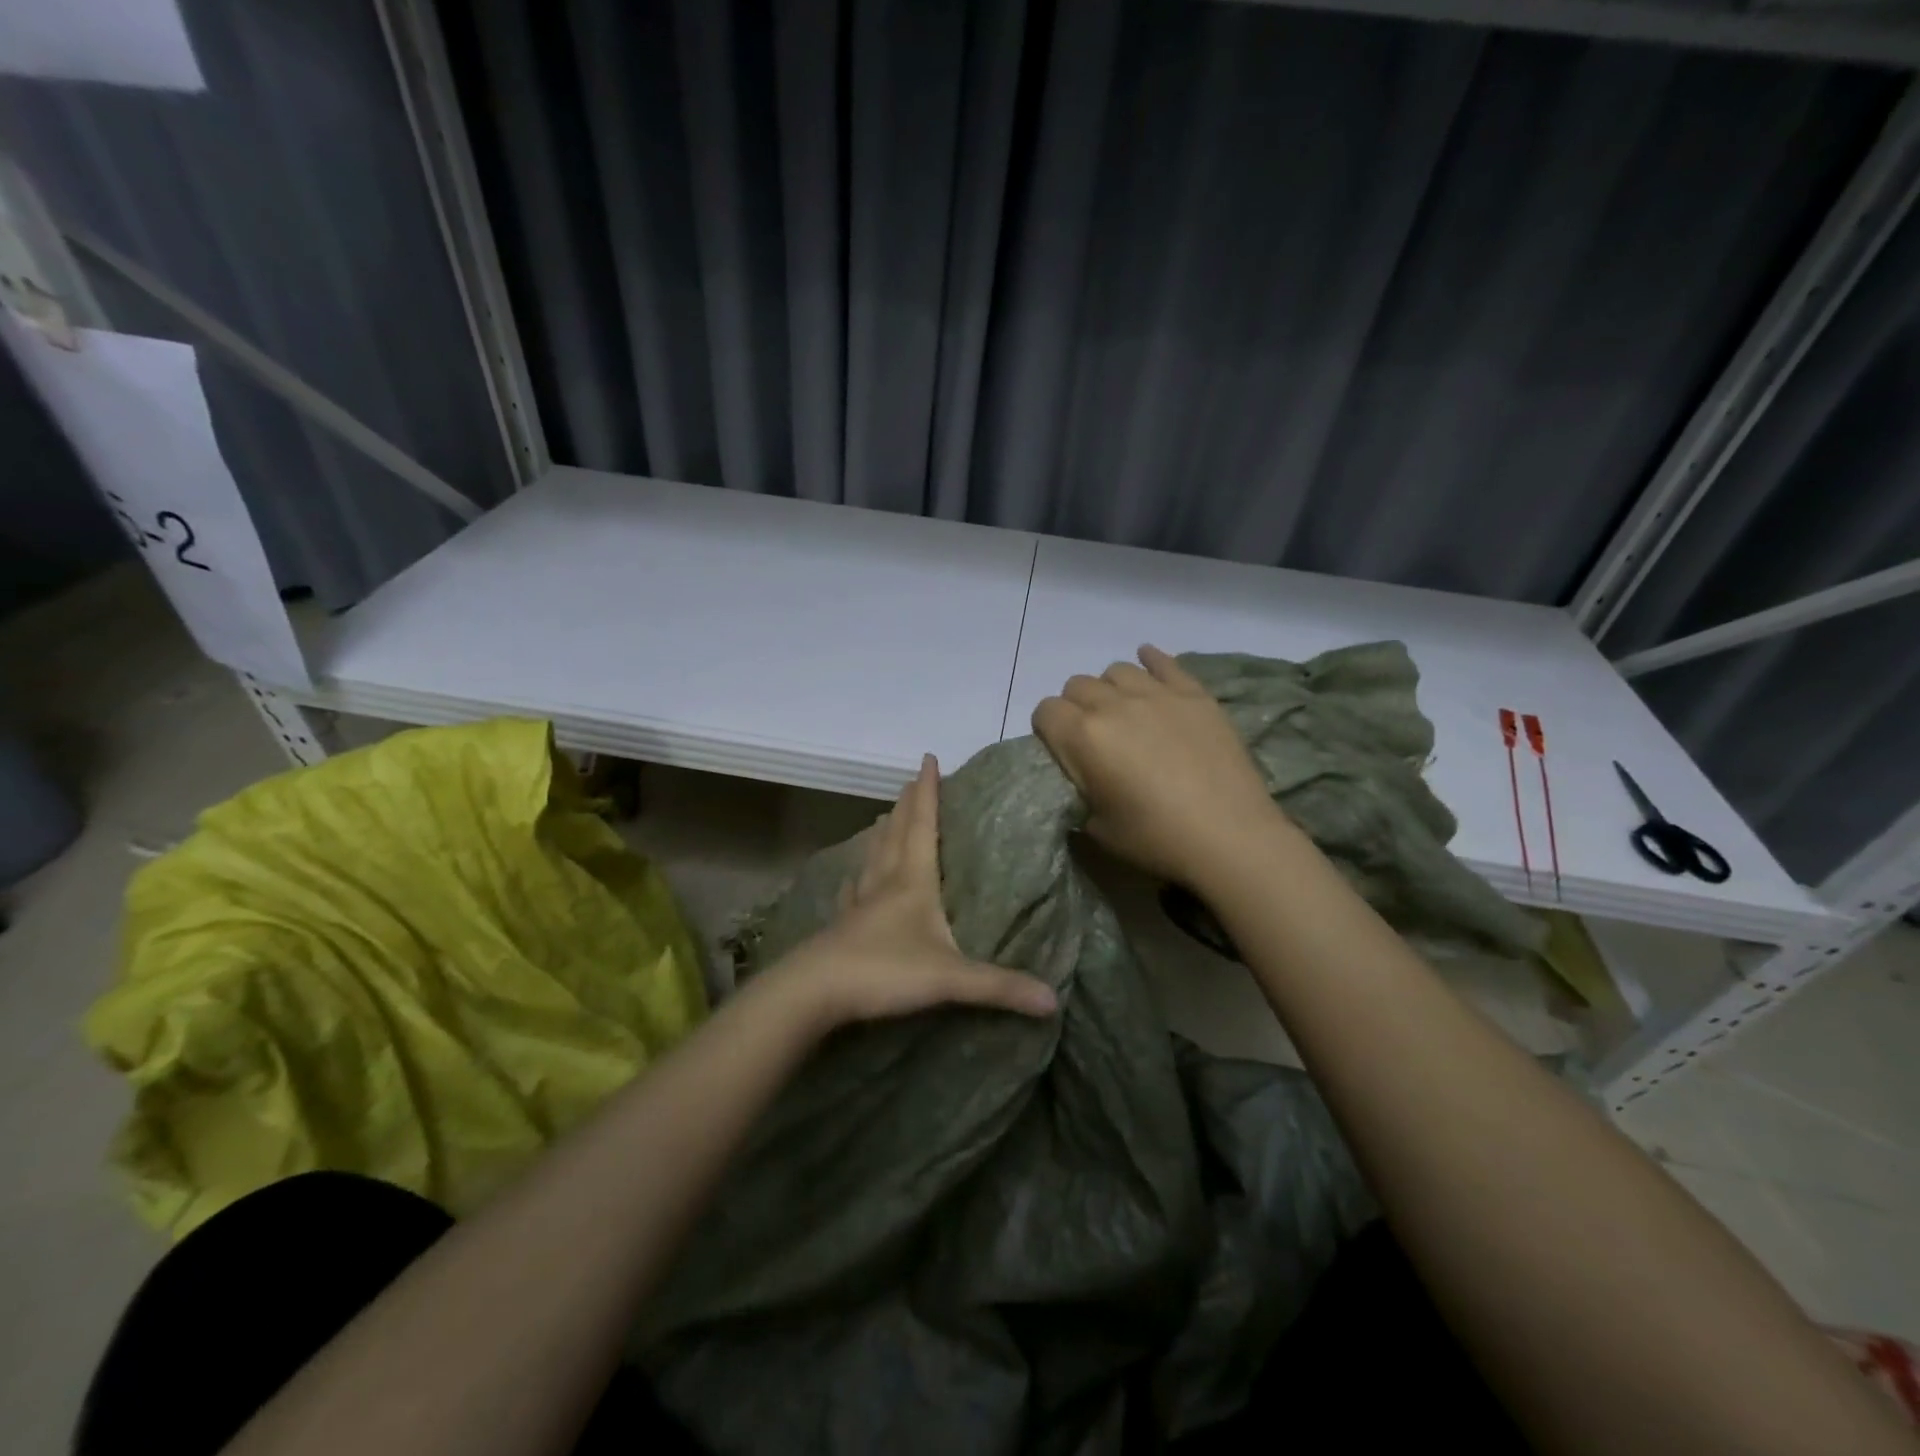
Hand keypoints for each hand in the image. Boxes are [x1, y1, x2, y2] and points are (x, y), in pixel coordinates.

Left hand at [758, 755, 1058, 1034]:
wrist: (816, 991)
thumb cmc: (885, 971)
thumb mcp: (950, 978)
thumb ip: (1000, 986)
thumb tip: (1054, 1000)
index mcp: (913, 881)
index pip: (923, 825)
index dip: (928, 792)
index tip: (928, 759)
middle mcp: (885, 882)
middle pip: (896, 833)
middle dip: (907, 805)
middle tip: (910, 780)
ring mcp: (860, 903)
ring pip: (874, 857)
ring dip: (883, 833)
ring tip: (885, 817)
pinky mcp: (843, 925)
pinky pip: (854, 892)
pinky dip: (858, 878)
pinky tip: (853, 879)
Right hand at [1031, 645, 1289, 885]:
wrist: (1229, 836)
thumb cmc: (1156, 839)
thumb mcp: (1097, 827)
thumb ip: (1080, 792)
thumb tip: (1082, 779)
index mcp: (1083, 737)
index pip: (1045, 711)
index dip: (1048, 729)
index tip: (1062, 750)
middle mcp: (1113, 705)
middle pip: (1077, 685)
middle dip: (1076, 707)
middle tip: (1094, 737)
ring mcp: (1156, 694)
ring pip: (1116, 670)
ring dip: (1111, 688)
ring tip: (1124, 712)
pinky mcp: (1193, 694)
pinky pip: (1164, 662)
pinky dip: (1151, 661)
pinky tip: (1148, 664)